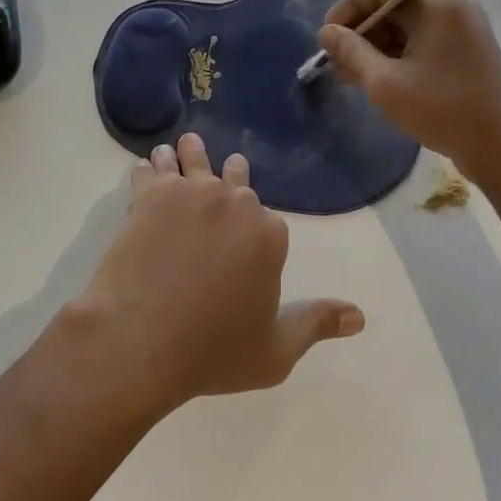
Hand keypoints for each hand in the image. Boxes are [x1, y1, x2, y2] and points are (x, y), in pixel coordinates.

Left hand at [72, 133, 363, 416]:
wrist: (141, 341)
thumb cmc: (212, 352)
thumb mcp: (276, 353)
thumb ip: (317, 324)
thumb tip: (360, 316)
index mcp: (270, 234)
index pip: (269, 221)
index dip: (256, 231)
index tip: (245, 237)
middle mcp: (236, 202)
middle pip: (235, 180)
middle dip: (230, 177)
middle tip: (223, 171)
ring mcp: (192, 193)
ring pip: (193, 161)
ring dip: (189, 154)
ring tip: (181, 147)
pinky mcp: (152, 195)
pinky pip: (151, 171)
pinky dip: (150, 166)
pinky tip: (146, 164)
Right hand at [319, 0, 500, 179]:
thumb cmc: (442, 110)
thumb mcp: (385, 83)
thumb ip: (351, 52)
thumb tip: (327, 32)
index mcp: (437, 4)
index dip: (349, 7)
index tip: (328, 37)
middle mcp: (455, 7)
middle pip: (396, 4)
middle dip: (362, 31)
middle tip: (338, 63)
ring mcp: (467, 30)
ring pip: (411, 25)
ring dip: (379, 45)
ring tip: (356, 77)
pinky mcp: (472, 51)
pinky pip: (427, 40)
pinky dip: (402, 54)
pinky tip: (384, 81)